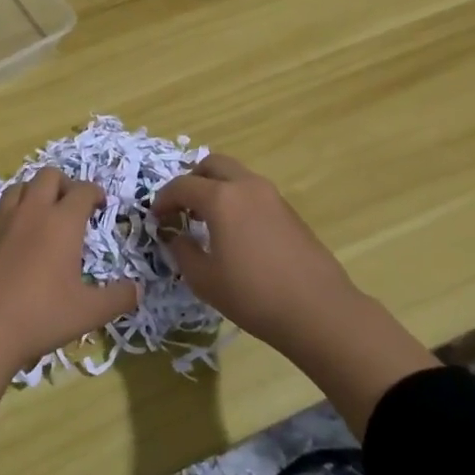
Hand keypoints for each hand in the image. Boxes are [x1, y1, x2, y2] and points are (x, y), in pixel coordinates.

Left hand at [0, 168, 136, 417]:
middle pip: (48, 176)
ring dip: (32, 194)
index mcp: (63, 222)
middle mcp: (31, 212)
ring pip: (17, 188)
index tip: (100, 205)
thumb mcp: (89, 312)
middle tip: (70, 205)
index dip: (95, 193)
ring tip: (39, 215)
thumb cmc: (41, 316)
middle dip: (63, 184)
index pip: (83, 190)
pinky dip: (3, 217)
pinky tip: (6, 235)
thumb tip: (139, 289)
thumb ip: (119, 298)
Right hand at [153, 153, 437, 430]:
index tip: (156, 218)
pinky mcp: (289, 211)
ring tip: (207, 221)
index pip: (182, 185)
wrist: (318, 310)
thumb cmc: (252, 295)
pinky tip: (235, 232)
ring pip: (236, 176)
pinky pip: (253, 192)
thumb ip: (182, 250)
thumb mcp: (204, 279)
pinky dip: (237, 200)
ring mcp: (272, 196)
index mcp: (221, 198)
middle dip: (192, 181)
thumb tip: (175, 235)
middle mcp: (247, 186)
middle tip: (181, 208)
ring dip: (216, 188)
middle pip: (212, 165)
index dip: (163, 199)